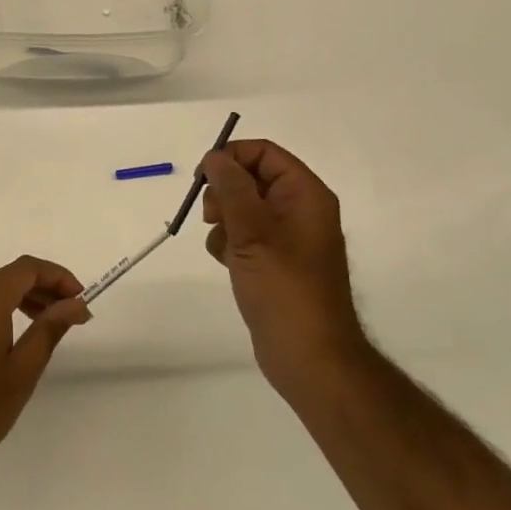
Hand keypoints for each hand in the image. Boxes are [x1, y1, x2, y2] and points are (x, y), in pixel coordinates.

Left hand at [0, 256, 88, 499]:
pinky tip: (12, 331)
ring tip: (46, 321)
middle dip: (43, 286)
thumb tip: (76, 303)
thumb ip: (50, 329)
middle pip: (10, 274)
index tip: (81, 300)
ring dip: (22, 294)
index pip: (28, 268)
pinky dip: (0, 304)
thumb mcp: (22, 370)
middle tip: (69, 312)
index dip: (58, 276)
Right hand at [201, 140, 363, 399]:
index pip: (264, 153)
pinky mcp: (272, 261)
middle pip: (250, 177)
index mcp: (305, 195)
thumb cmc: (285, 288)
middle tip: (212, 217)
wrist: (309, 356)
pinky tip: (227, 263)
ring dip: (223, 220)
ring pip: (241, 207)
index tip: (202, 177)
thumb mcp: (254, 232)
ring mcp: (286, 237)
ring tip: (225, 247)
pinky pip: (242, 235)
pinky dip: (228, 243)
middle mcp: (298, 210)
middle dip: (224, 192)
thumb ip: (232, 188)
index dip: (231, 157)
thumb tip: (216, 156)